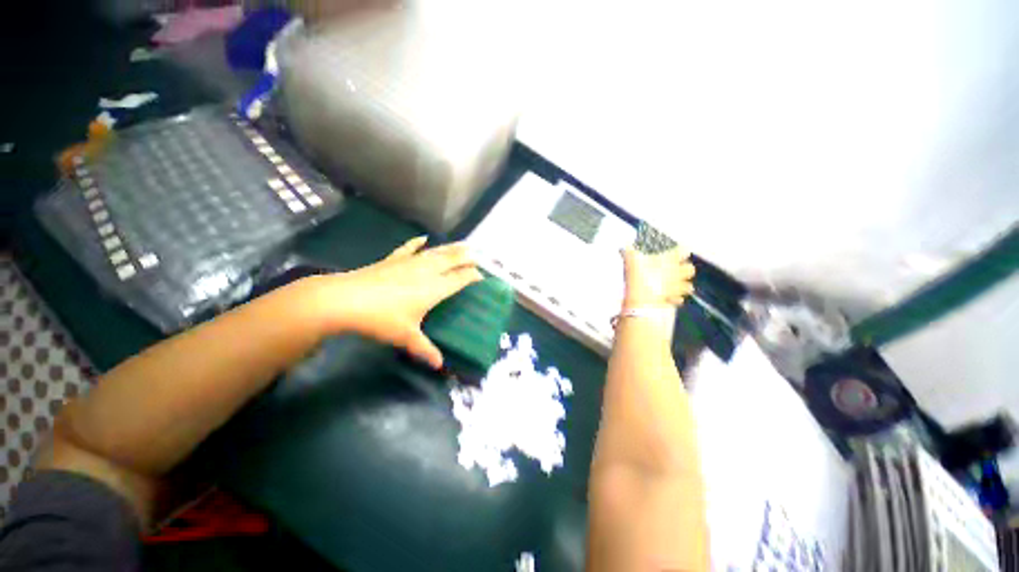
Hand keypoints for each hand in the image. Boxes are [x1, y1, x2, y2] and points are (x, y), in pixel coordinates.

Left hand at [315, 237, 482, 368]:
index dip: (473, 276)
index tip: (482, 276)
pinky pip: (409, 248)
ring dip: (451, 248)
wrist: (343, 300)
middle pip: (452, 259)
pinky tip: (423, 238)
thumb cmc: (380, 319)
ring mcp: (409, 262)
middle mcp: (426, 271)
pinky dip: (417, 243)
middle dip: (468, 257)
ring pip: (436, 252)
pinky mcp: (392, 259)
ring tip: (463, 244)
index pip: (460, 278)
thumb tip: (439, 365)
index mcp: (434, 288)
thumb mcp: (405, 337)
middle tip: (479, 255)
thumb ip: (425, 349)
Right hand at [621, 247, 695, 310]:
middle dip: (685, 269)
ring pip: (689, 286)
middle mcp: (677, 272)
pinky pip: (679, 299)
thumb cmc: (639, 275)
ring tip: (675, 285)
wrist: (642, 299)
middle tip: (676, 269)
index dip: (680, 250)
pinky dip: (676, 298)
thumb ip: (629, 252)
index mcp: (669, 260)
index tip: (676, 251)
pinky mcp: (674, 299)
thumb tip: (625, 245)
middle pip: (690, 269)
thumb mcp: (631, 260)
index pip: (683, 251)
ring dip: (683, 285)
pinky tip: (669, 298)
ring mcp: (677, 287)